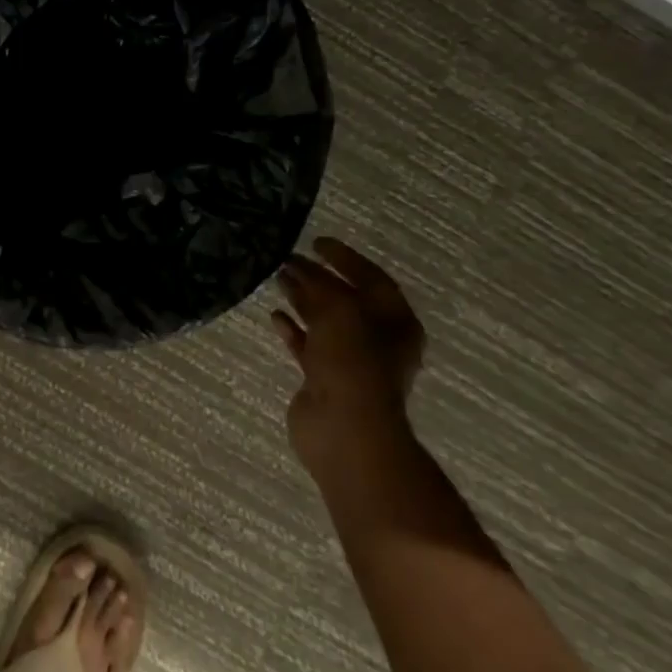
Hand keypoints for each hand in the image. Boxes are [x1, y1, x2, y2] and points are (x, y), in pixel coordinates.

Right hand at [270, 236, 424, 472]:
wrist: (345, 429)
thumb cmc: (353, 362)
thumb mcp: (340, 311)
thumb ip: (320, 286)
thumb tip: (298, 268)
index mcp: (396, 322)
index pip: (371, 278)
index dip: (344, 258)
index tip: (316, 242)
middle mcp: (377, 339)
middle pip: (345, 298)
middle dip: (318, 277)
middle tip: (288, 258)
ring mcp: (349, 361)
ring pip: (323, 320)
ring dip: (302, 298)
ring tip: (278, 277)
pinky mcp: (323, 378)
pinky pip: (306, 345)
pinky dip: (292, 329)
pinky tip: (275, 315)